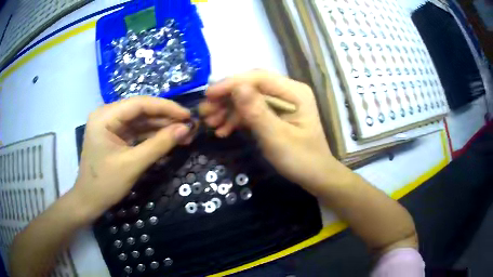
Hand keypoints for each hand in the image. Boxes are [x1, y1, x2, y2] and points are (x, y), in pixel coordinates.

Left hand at [74, 96, 191, 219]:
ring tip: (183, 134)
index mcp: (105, 116)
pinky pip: (137, 131)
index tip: (187, 115)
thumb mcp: (133, 164)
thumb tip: (185, 129)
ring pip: (140, 120)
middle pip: (140, 110)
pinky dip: (152, 135)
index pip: (139, 104)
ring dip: (161, 127)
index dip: (166, 107)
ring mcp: (111, 125)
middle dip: (165, 118)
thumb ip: (159, 145)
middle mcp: (107, 115)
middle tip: (188, 126)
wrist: (89, 201)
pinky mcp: (115, 136)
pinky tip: (168, 139)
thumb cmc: (105, 184)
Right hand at [201, 71, 343, 189]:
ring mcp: (280, 103)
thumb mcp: (277, 137)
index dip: (232, 83)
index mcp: (294, 91)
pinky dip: (236, 120)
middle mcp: (287, 92)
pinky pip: (251, 111)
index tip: (209, 95)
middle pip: (251, 86)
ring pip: (248, 99)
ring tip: (210, 123)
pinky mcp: (274, 114)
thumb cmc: (301, 159)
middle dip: (226, 98)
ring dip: (228, 110)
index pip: (259, 78)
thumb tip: (236, 87)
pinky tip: (223, 131)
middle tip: (205, 112)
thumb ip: (257, 112)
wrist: (315, 177)